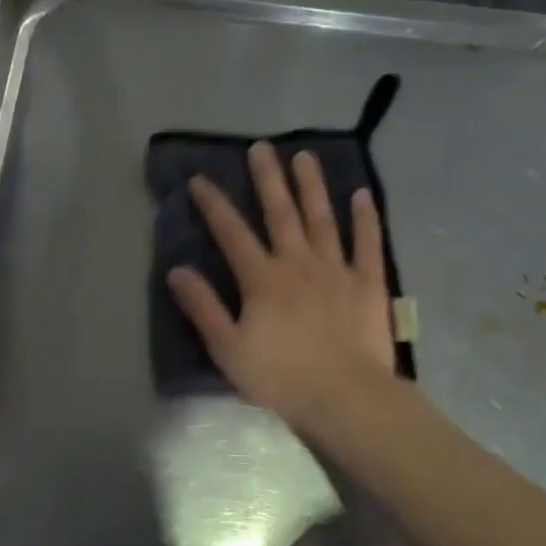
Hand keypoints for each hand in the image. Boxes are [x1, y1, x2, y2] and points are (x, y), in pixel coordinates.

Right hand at [167, 142, 396, 435]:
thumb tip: (177, 271)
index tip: (199, 179)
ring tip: (303, 156)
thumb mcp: (228, 348)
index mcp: (262, 280)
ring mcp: (337, 269)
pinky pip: (367, 243)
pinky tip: (362, 195)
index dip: (214, 205)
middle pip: (280, 214)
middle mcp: (298, 263)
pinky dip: (365, 218)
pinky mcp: (368, 283)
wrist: (346, 398)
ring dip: (311, 186)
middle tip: (261, 147)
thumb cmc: (282, 378)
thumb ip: (203, 307)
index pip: (232, 233)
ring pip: (322, 219)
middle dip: (267, 179)